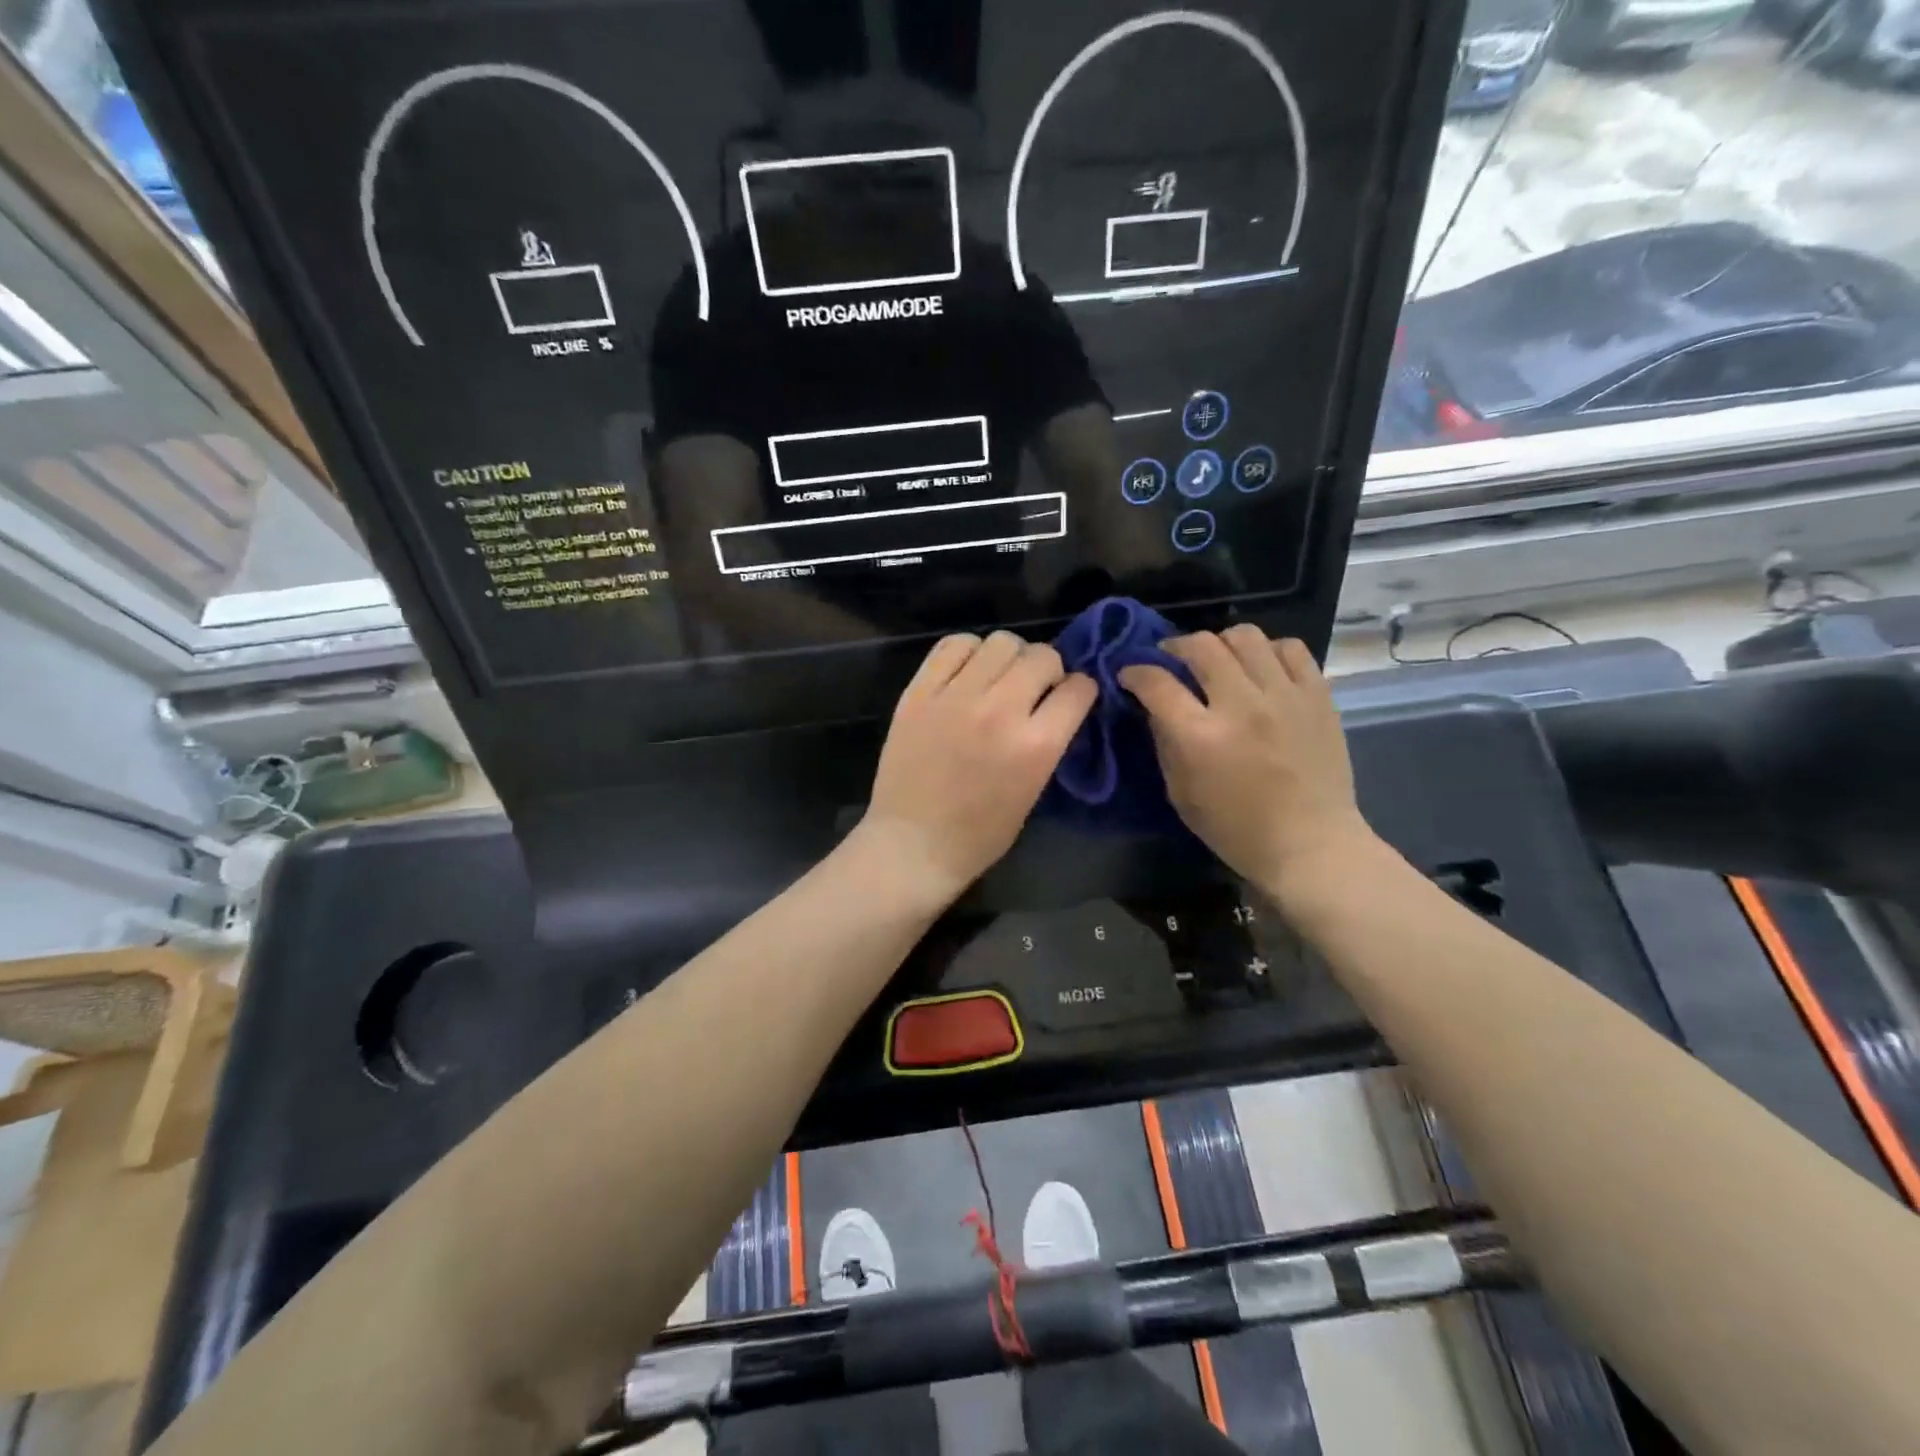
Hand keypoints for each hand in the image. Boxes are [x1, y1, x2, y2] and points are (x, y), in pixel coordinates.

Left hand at [859, 632, 1097, 904]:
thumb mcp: (1032, 791)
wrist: (913, 844)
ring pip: (1000, 642)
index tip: (1072, 697)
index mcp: (1036, 745)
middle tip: (1035, 689)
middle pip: (1042, 656)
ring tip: (998, 677)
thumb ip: (1048, 743)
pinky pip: (952, 645)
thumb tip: (1056, 706)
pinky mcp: (919, 692)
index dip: (1081, 690)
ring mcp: (955, 697)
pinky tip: (967, 672)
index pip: (1078, 689)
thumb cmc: (979, 835)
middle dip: (1049, 669)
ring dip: (1010, 657)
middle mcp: (1000, 710)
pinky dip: (968, 651)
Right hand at [1120, 627, 1376, 898]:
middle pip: (1201, 646)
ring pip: (1245, 636)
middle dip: (1175, 648)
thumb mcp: (1180, 793)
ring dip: (1221, 643)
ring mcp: (1284, 696)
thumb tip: (1154, 705)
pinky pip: (1291, 648)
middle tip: (1172, 662)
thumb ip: (1164, 742)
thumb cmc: (1236, 829)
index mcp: (1201, 737)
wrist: (1310, 844)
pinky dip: (1268, 651)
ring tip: (1219, 661)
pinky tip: (1261, 669)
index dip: (1134, 671)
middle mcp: (1242, 706)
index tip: (1130, 674)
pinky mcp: (1318, 695)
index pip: (1157, 682)